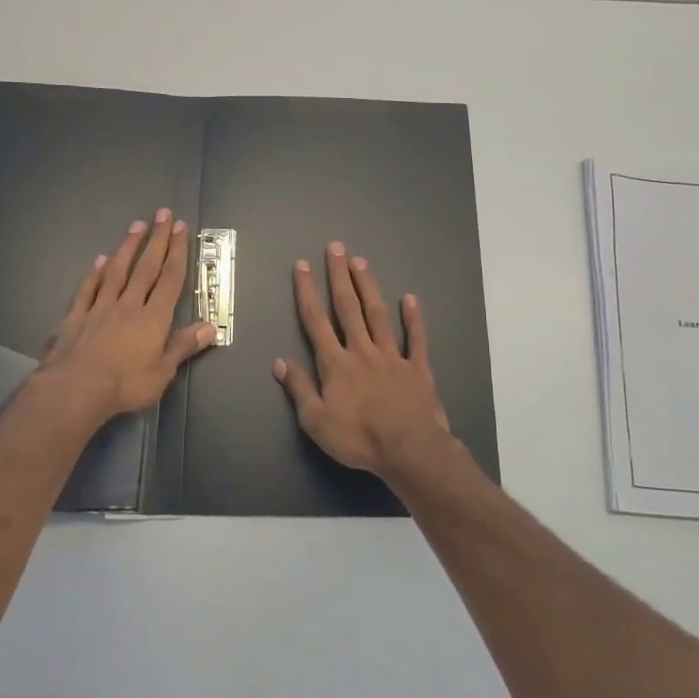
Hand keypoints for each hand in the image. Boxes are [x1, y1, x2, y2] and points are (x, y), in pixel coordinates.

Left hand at [41, 210, 217, 420]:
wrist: (76, 389)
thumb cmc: (125, 384)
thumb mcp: (163, 371)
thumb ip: (184, 346)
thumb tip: (211, 326)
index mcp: (153, 318)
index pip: (169, 278)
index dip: (177, 252)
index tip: (180, 227)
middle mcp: (128, 305)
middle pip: (145, 268)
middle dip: (157, 240)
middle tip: (162, 214)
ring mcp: (100, 308)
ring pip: (116, 271)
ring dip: (127, 247)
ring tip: (136, 225)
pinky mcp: (76, 317)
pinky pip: (87, 290)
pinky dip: (94, 273)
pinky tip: (99, 260)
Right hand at [273, 242, 456, 479]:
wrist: (409, 450)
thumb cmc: (358, 439)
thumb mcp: (316, 422)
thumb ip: (299, 389)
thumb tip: (280, 362)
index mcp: (336, 364)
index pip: (316, 322)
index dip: (307, 292)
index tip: (302, 266)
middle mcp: (362, 351)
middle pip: (348, 308)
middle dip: (339, 276)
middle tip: (336, 248)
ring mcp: (393, 356)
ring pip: (378, 315)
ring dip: (368, 287)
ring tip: (361, 262)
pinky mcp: (418, 368)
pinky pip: (416, 338)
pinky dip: (413, 318)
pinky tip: (410, 299)